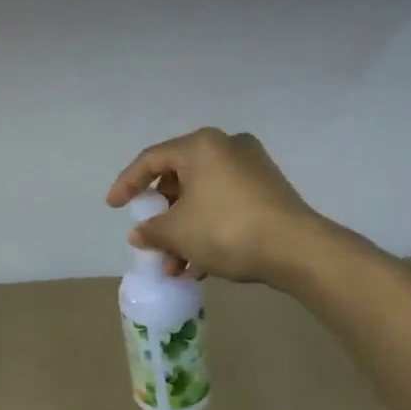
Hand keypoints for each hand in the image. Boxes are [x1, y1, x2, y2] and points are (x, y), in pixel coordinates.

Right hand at [107, 128, 331, 287]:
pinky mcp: (269, 189)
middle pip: (179, 177)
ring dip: (183, 228)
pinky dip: (207, 226)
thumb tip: (140, 233)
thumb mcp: (177, 232)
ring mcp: (252, 167)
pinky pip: (224, 203)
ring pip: (202, 195)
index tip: (113, 206)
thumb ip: (151, 230)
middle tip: (150, 237)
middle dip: (161, 214)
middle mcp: (226, 146)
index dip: (127, 184)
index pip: (151, 160)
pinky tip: (200, 263)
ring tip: (174, 263)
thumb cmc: (226, 229)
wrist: (297, 250)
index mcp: (200, 146)